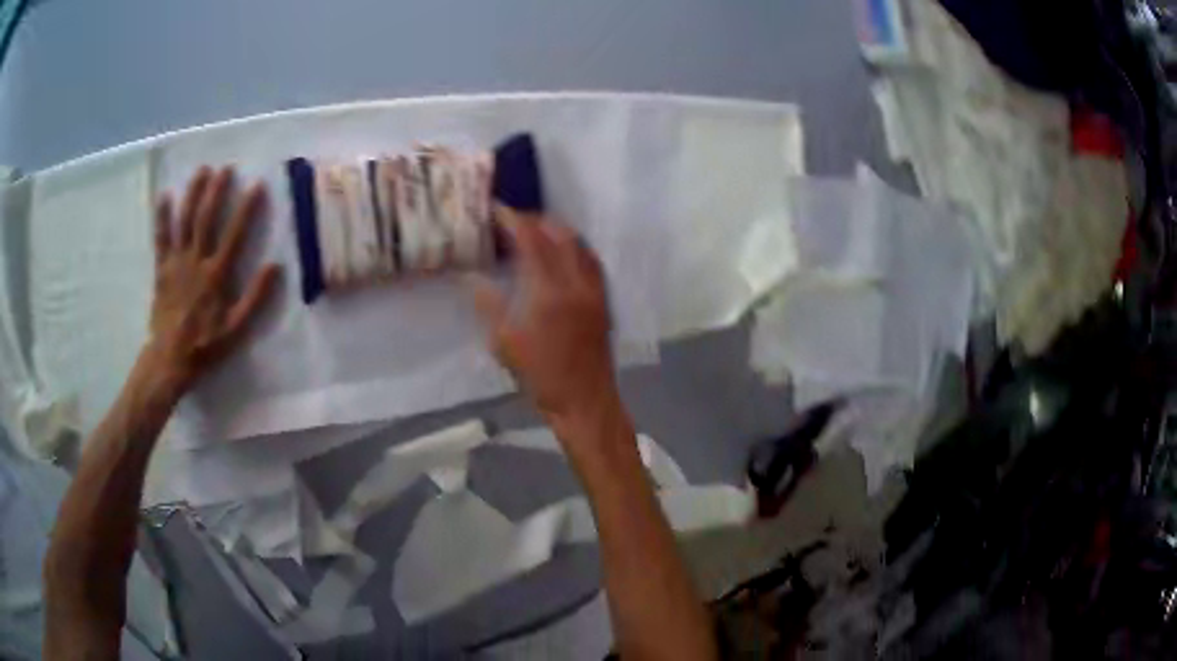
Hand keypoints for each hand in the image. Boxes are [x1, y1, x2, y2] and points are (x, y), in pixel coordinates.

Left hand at [147, 166, 280, 391]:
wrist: (169, 360)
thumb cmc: (205, 346)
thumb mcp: (236, 329)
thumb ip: (255, 298)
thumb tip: (276, 267)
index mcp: (216, 275)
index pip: (234, 235)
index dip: (247, 209)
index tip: (257, 185)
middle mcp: (196, 261)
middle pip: (206, 219)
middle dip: (217, 191)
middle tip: (226, 168)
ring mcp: (176, 262)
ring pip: (184, 221)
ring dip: (193, 194)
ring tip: (202, 171)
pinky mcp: (161, 268)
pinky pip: (161, 238)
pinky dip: (162, 216)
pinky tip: (165, 195)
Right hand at [469, 206, 616, 425]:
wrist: (584, 399)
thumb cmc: (539, 376)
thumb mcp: (504, 343)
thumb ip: (488, 304)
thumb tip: (471, 277)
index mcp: (548, 292)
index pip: (531, 240)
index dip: (514, 220)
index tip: (497, 210)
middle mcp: (576, 283)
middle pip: (560, 234)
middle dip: (537, 220)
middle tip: (514, 221)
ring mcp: (595, 290)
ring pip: (580, 244)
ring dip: (558, 231)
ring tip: (536, 232)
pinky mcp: (604, 299)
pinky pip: (592, 260)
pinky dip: (575, 247)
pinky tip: (562, 254)